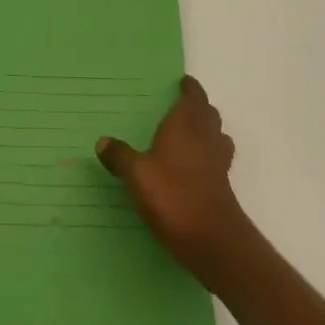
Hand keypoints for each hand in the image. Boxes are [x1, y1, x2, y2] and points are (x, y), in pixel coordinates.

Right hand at [97, 76, 250, 282]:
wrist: (213, 241)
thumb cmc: (173, 195)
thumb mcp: (137, 175)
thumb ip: (120, 157)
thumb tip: (101, 141)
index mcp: (185, 124)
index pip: (194, 97)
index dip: (190, 89)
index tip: (185, 83)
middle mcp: (205, 137)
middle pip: (209, 115)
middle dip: (199, 109)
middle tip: (183, 108)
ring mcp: (218, 163)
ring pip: (217, 137)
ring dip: (208, 132)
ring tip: (191, 137)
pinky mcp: (223, 188)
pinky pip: (217, 161)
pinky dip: (209, 157)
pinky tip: (194, 170)